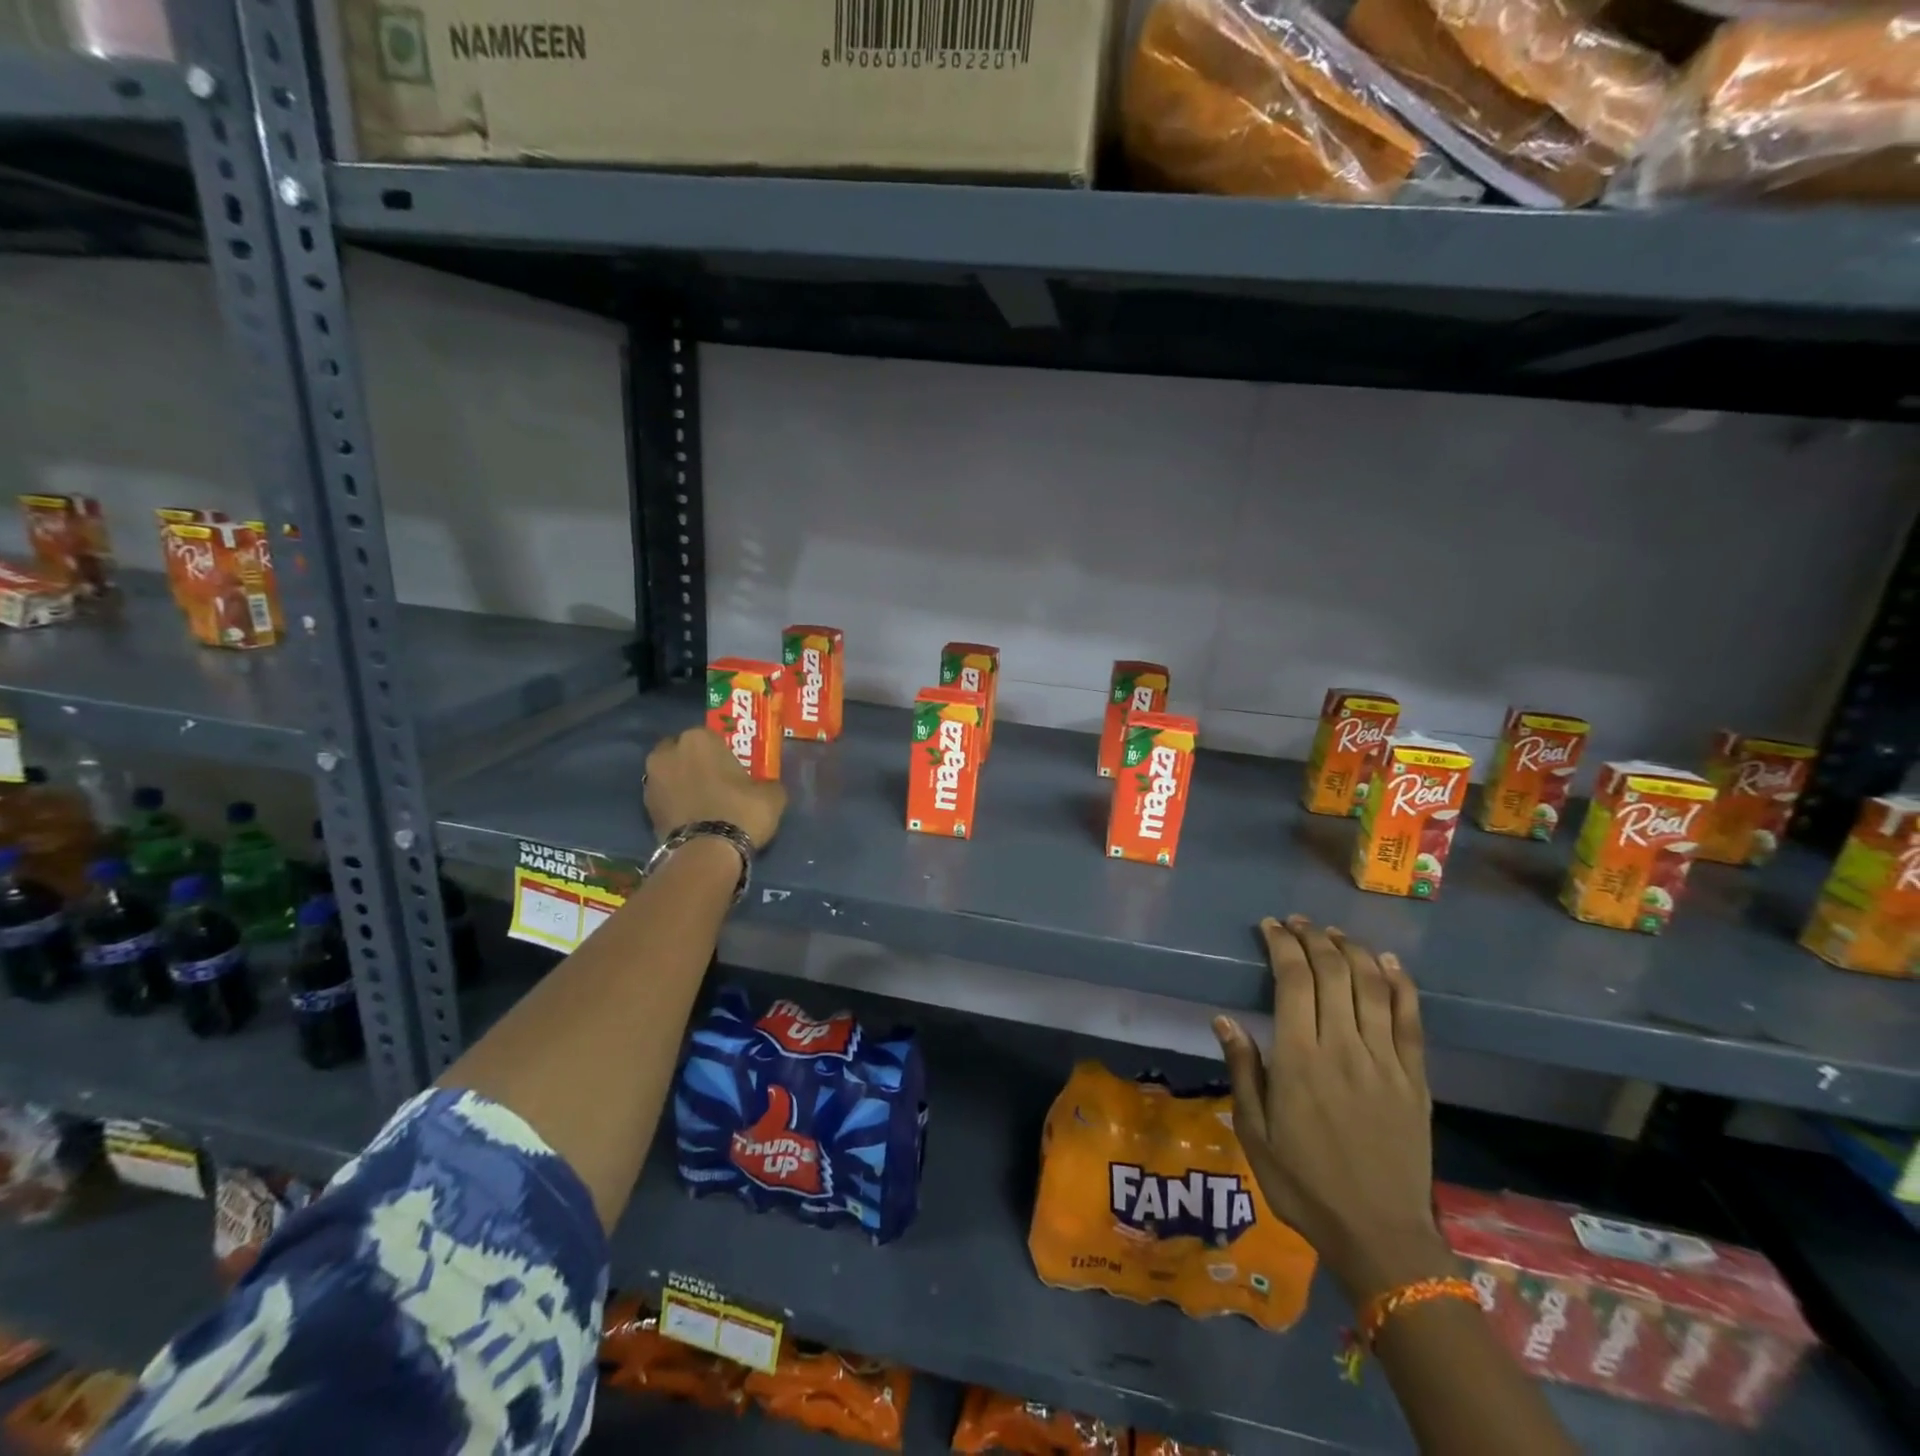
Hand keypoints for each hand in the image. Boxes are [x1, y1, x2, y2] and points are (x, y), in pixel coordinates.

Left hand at [644, 728, 786, 849]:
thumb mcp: (772, 795)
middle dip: (695, 762)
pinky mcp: (644, 807)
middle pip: (683, 752)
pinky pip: (664, 798)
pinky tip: (692, 818)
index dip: (722, 753)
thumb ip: (767, 784)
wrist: (706, 853)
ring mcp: (651, 780)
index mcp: (699, 739)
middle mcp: (669, 753)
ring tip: (702, 802)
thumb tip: (765, 787)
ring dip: (681, 782)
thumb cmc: (740, 812)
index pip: (711, 736)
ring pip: (670, 774)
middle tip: (715, 781)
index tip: (733, 768)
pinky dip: (675, 803)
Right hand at [1214, 916, 1452, 1306]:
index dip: (1282, 945)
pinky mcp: (1415, 1078)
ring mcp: (1385, 1061)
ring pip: (1372, 986)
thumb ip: (1243, 1071)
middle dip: (1313, 937)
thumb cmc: (1304, 1185)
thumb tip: (1224, 1020)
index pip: (1293, 981)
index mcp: (1300, 1060)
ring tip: (1333, 932)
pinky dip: (1400, 983)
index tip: (1270, 926)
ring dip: (1352, 950)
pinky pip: (1411, 1019)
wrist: (1380, 1236)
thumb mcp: (1255, 1133)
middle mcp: (1344, 1049)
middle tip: (1296, 922)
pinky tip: (1387, 961)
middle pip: (1333, 973)